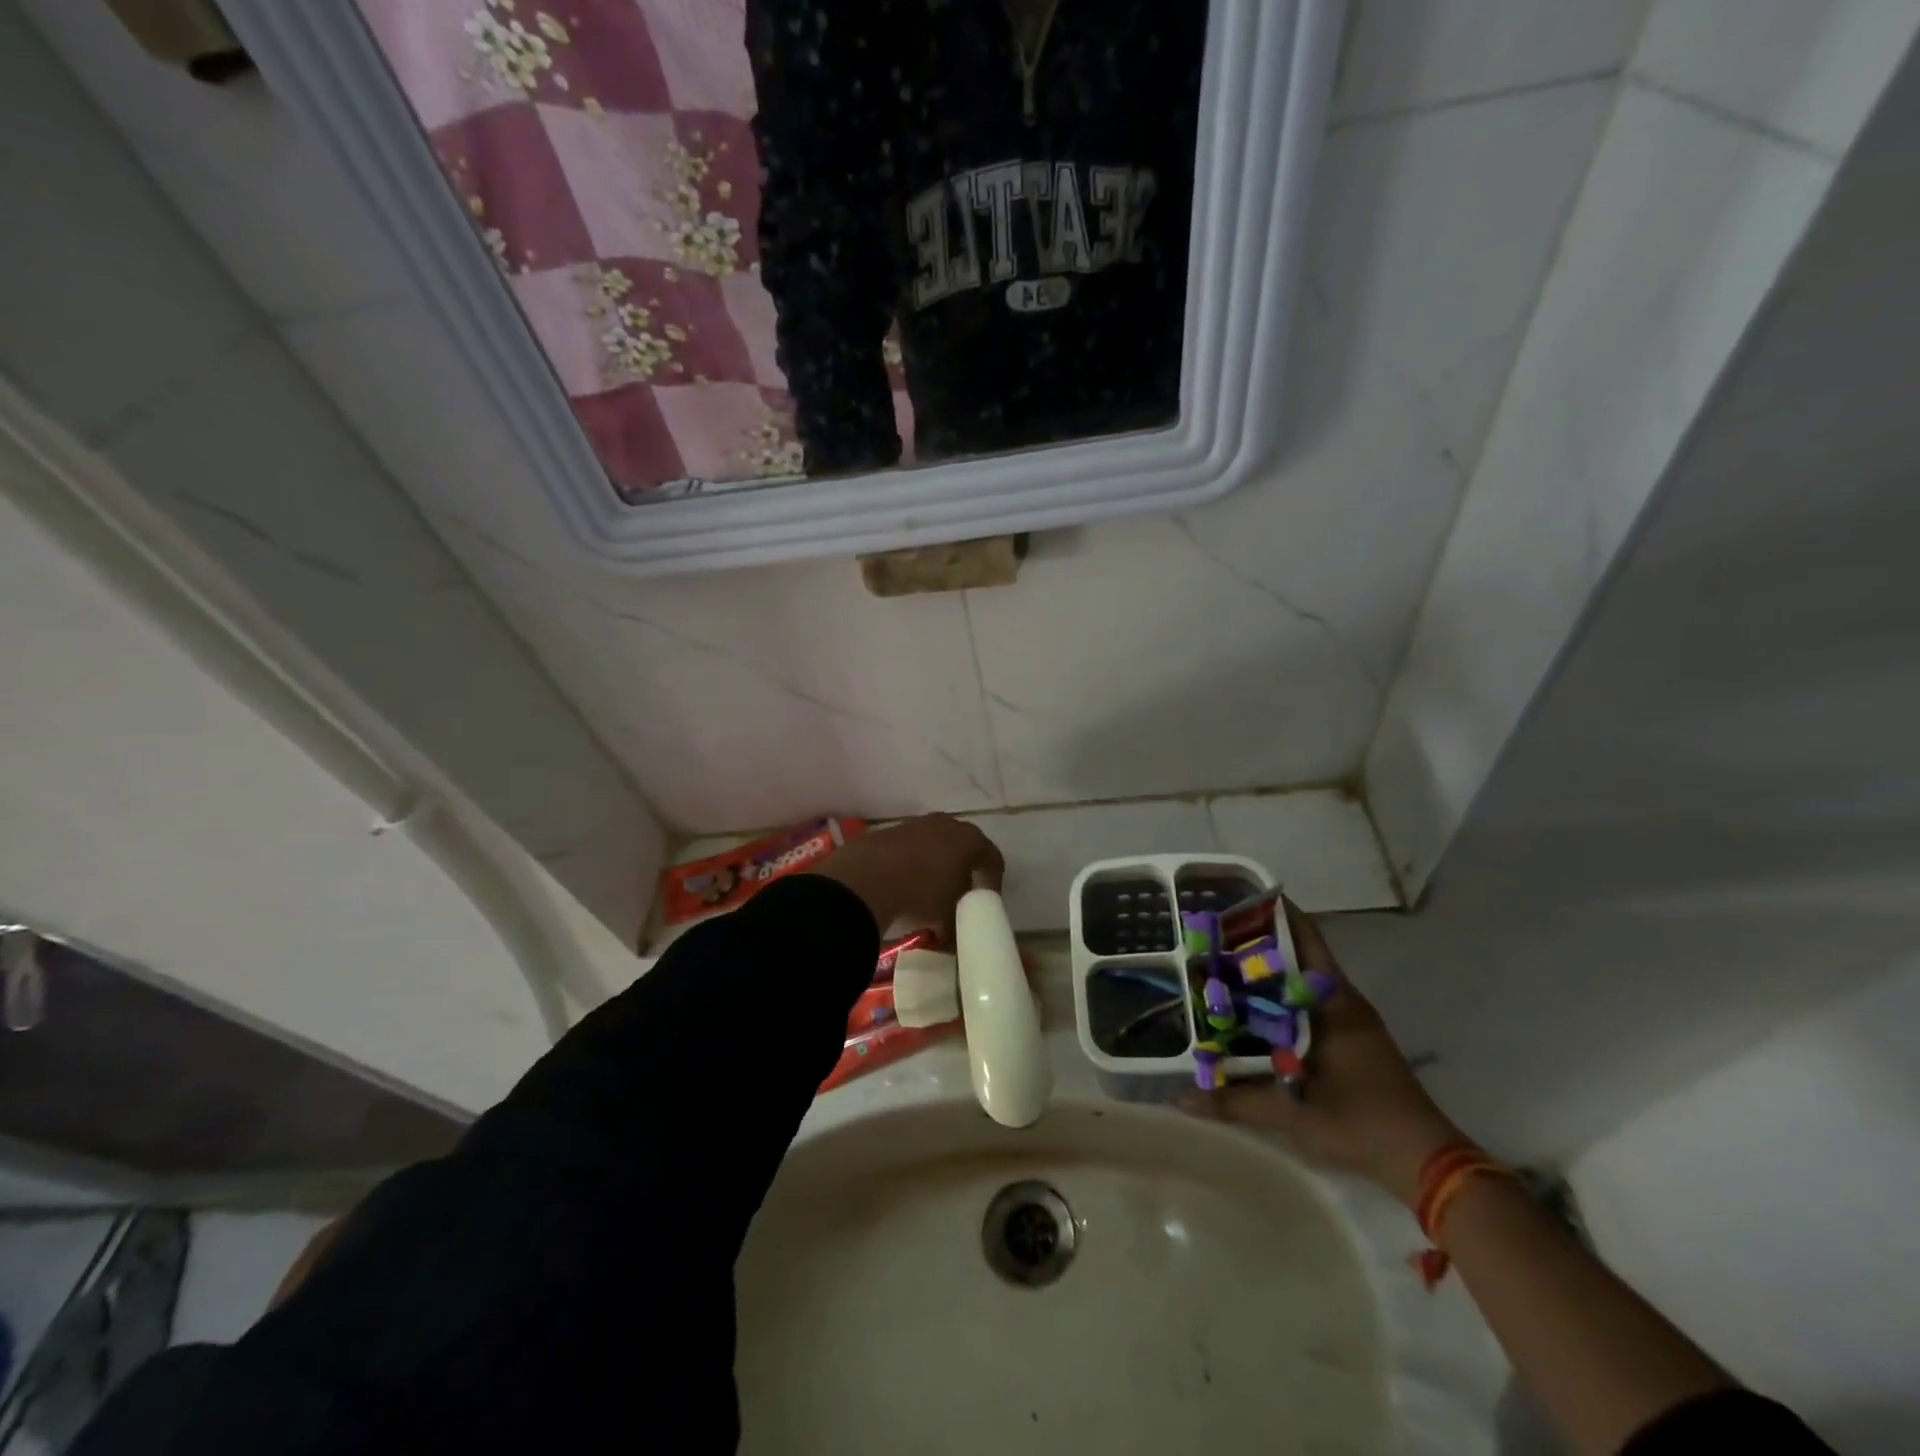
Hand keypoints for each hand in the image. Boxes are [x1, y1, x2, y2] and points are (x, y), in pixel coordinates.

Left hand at [811, 814, 1004, 945]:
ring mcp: (916, 824)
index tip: (985, 902)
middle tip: (958, 896)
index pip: (992, 859)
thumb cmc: (922, 893)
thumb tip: (953, 940)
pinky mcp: (889, 831)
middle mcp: (947, 824)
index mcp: (970, 840)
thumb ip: (957, 925)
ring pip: (934, 845)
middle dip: (963, 871)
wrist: (867, 877)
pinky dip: (910, 864)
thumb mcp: (948, 917)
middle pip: (963, 847)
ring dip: (934, 866)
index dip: (992, 882)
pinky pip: (908, 849)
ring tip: (927, 892)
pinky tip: (902, 885)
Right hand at [1181, 900, 1461, 1206]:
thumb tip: (1180, 1097)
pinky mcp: (1353, 1040)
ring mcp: (1351, 1021)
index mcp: (1332, 1002)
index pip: (1304, 938)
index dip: (1274, 915)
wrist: (1423, 1161)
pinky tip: (1252, 1009)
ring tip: (1223, 965)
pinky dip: (1282, 997)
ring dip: (1270, 971)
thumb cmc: (1358, 1121)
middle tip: (1214, 935)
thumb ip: (1234, 1101)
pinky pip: (1310, 1002)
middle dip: (1259, 942)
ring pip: (1304, 980)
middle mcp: (1342, 1001)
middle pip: (1299, 954)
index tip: (1236, 901)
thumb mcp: (1291, 1113)